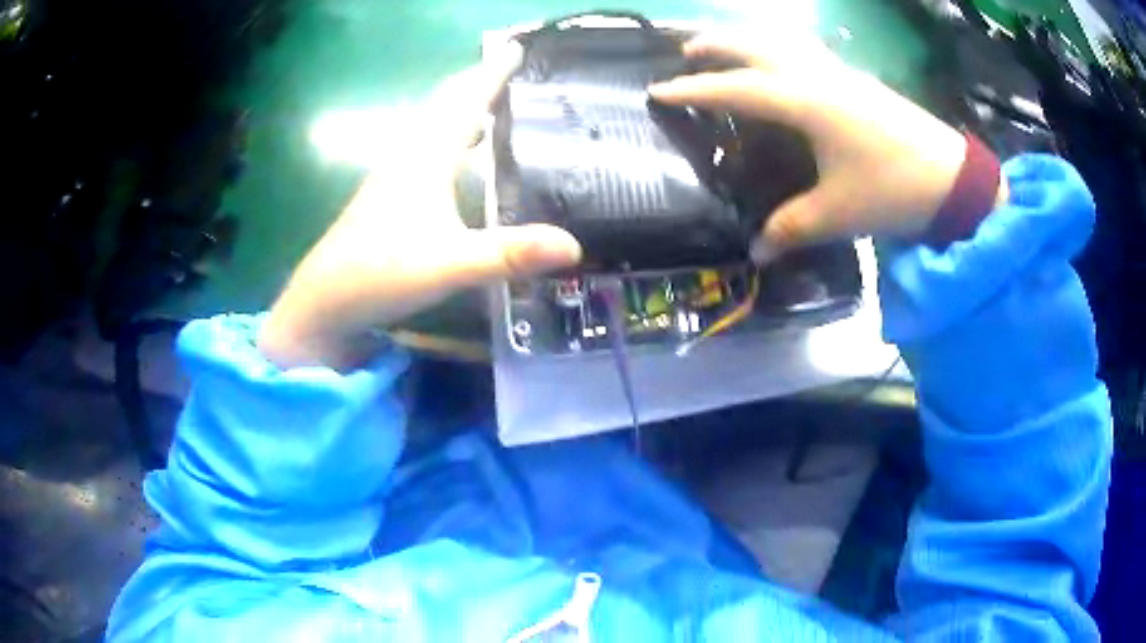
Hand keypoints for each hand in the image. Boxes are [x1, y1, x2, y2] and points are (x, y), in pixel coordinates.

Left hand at [259, 43, 581, 369]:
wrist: (323, 303)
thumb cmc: (380, 275)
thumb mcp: (449, 264)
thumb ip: (508, 254)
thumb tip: (573, 245)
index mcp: (423, 158)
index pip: (464, 102)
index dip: (491, 73)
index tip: (516, 47)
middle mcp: (407, 156)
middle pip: (444, 106)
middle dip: (477, 83)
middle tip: (512, 72)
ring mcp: (393, 176)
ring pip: (431, 127)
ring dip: (461, 109)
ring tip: (496, 105)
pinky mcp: (387, 196)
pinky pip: (424, 150)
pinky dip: (448, 138)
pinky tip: (461, 156)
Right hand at [649, 31, 1004, 262]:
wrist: (953, 178)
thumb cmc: (893, 189)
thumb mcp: (838, 213)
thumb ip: (791, 229)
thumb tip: (755, 254)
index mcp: (804, 102)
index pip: (734, 89)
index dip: (693, 90)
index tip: (657, 90)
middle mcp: (816, 75)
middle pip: (754, 46)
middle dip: (716, 45)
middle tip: (687, 52)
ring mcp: (840, 72)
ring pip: (782, 39)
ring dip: (749, 39)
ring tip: (729, 47)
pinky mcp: (858, 79)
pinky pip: (807, 49)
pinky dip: (782, 46)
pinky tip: (785, 61)